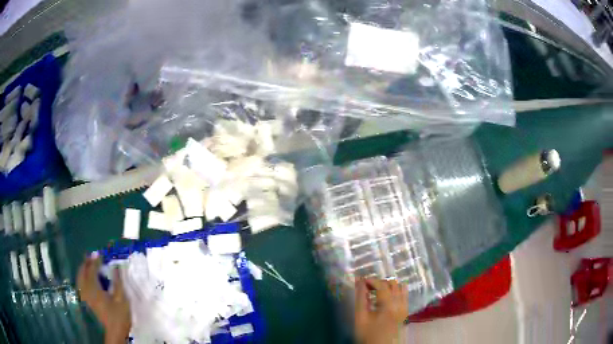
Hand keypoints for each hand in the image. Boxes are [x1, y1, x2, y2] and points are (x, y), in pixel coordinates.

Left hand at [77, 256, 130, 343]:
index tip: (101, 255)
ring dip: (83, 269)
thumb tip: (116, 267)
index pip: (92, 270)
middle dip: (87, 263)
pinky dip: (82, 277)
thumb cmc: (119, 316)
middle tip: (92, 257)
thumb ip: (117, 282)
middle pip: (83, 272)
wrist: (115, 332)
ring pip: (80, 278)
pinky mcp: (87, 301)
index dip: (96, 261)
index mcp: (95, 288)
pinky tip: (87, 278)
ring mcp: (86, 296)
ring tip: (89, 265)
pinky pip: (81, 284)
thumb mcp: (122, 299)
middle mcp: (87, 290)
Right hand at [354, 278, 408, 343]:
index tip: (361, 282)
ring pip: (400, 288)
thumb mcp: (360, 318)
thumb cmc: (368, 334)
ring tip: (376, 292)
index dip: (371, 280)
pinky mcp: (406, 312)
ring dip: (389, 286)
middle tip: (367, 287)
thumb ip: (360, 299)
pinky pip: (404, 296)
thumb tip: (359, 282)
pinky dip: (396, 292)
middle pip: (393, 284)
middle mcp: (400, 303)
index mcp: (389, 305)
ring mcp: (405, 308)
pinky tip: (386, 298)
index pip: (382, 285)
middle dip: (379, 282)